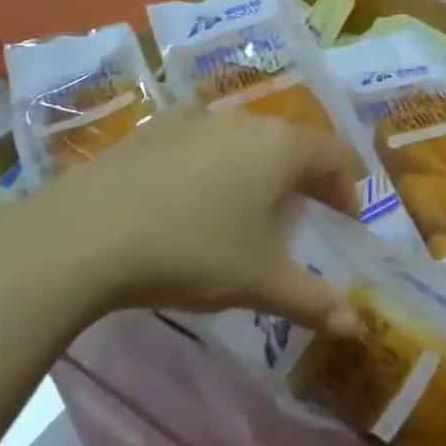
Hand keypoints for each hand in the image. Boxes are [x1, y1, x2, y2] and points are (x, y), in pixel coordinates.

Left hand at [39, 108, 362, 335]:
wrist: (88, 233)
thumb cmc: (192, 251)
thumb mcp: (259, 282)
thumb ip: (312, 299)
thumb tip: (357, 326)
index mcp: (280, 148)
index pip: (333, 155)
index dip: (348, 186)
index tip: (347, 220)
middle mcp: (245, 121)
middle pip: (292, 142)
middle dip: (306, 177)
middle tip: (305, 215)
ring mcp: (197, 119)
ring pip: (246, 137)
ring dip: (259, 166)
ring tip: (249, 205)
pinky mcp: (156, 128)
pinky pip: (200, 137)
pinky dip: (212, 158)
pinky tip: (192, 186)